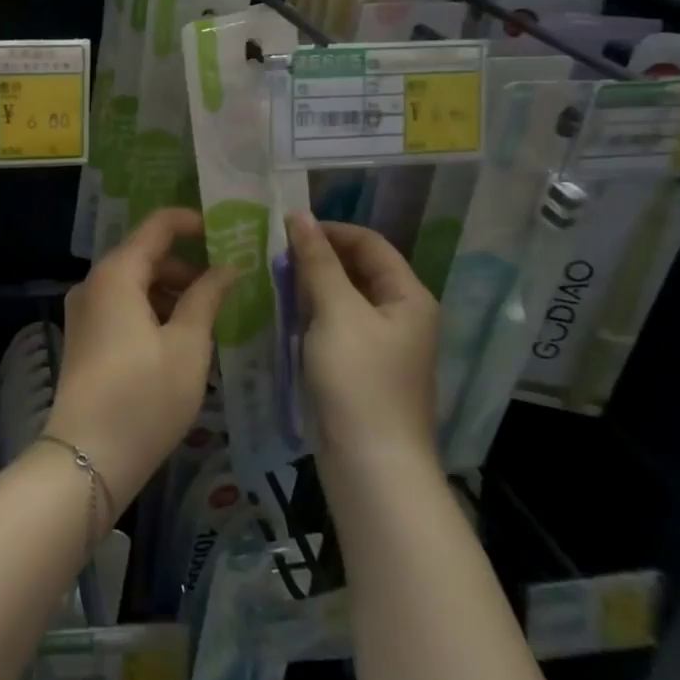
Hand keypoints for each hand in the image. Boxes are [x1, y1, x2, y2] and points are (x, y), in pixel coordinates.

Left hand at [47, 208, 236, 512]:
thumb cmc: (144, 396)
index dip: (192, 222)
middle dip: (187, 266)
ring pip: (135, 284)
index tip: (227, 233)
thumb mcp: (188, 345)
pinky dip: (152, 311)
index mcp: (117, 273)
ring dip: (171, 292)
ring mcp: (84, 311)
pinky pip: (122, 307)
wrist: (87, 457)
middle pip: (145, 256)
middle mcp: (94, 283)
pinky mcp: (84, 337)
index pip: (157, 226)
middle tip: (228, 286)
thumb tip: (226, 268)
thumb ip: (206, 298)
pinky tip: (179, 338)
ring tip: (209, 317)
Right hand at [286, 212, 439, 471]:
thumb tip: (300, 216)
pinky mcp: (361, 367)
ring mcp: (381, 344)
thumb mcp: (336, 312)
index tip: (285, 228)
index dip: (330, 230)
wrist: (371, 464)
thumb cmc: (358, 380)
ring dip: (310, 285)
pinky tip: (283, 314)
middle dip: (317, 257)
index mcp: (408, 296)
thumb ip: (318, 262)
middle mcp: (400, 315)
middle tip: (272, 253)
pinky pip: (336, 325)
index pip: (369, 243)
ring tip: (271, 278)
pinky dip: (311, 314)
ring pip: (343, 298)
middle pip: (358, 269)